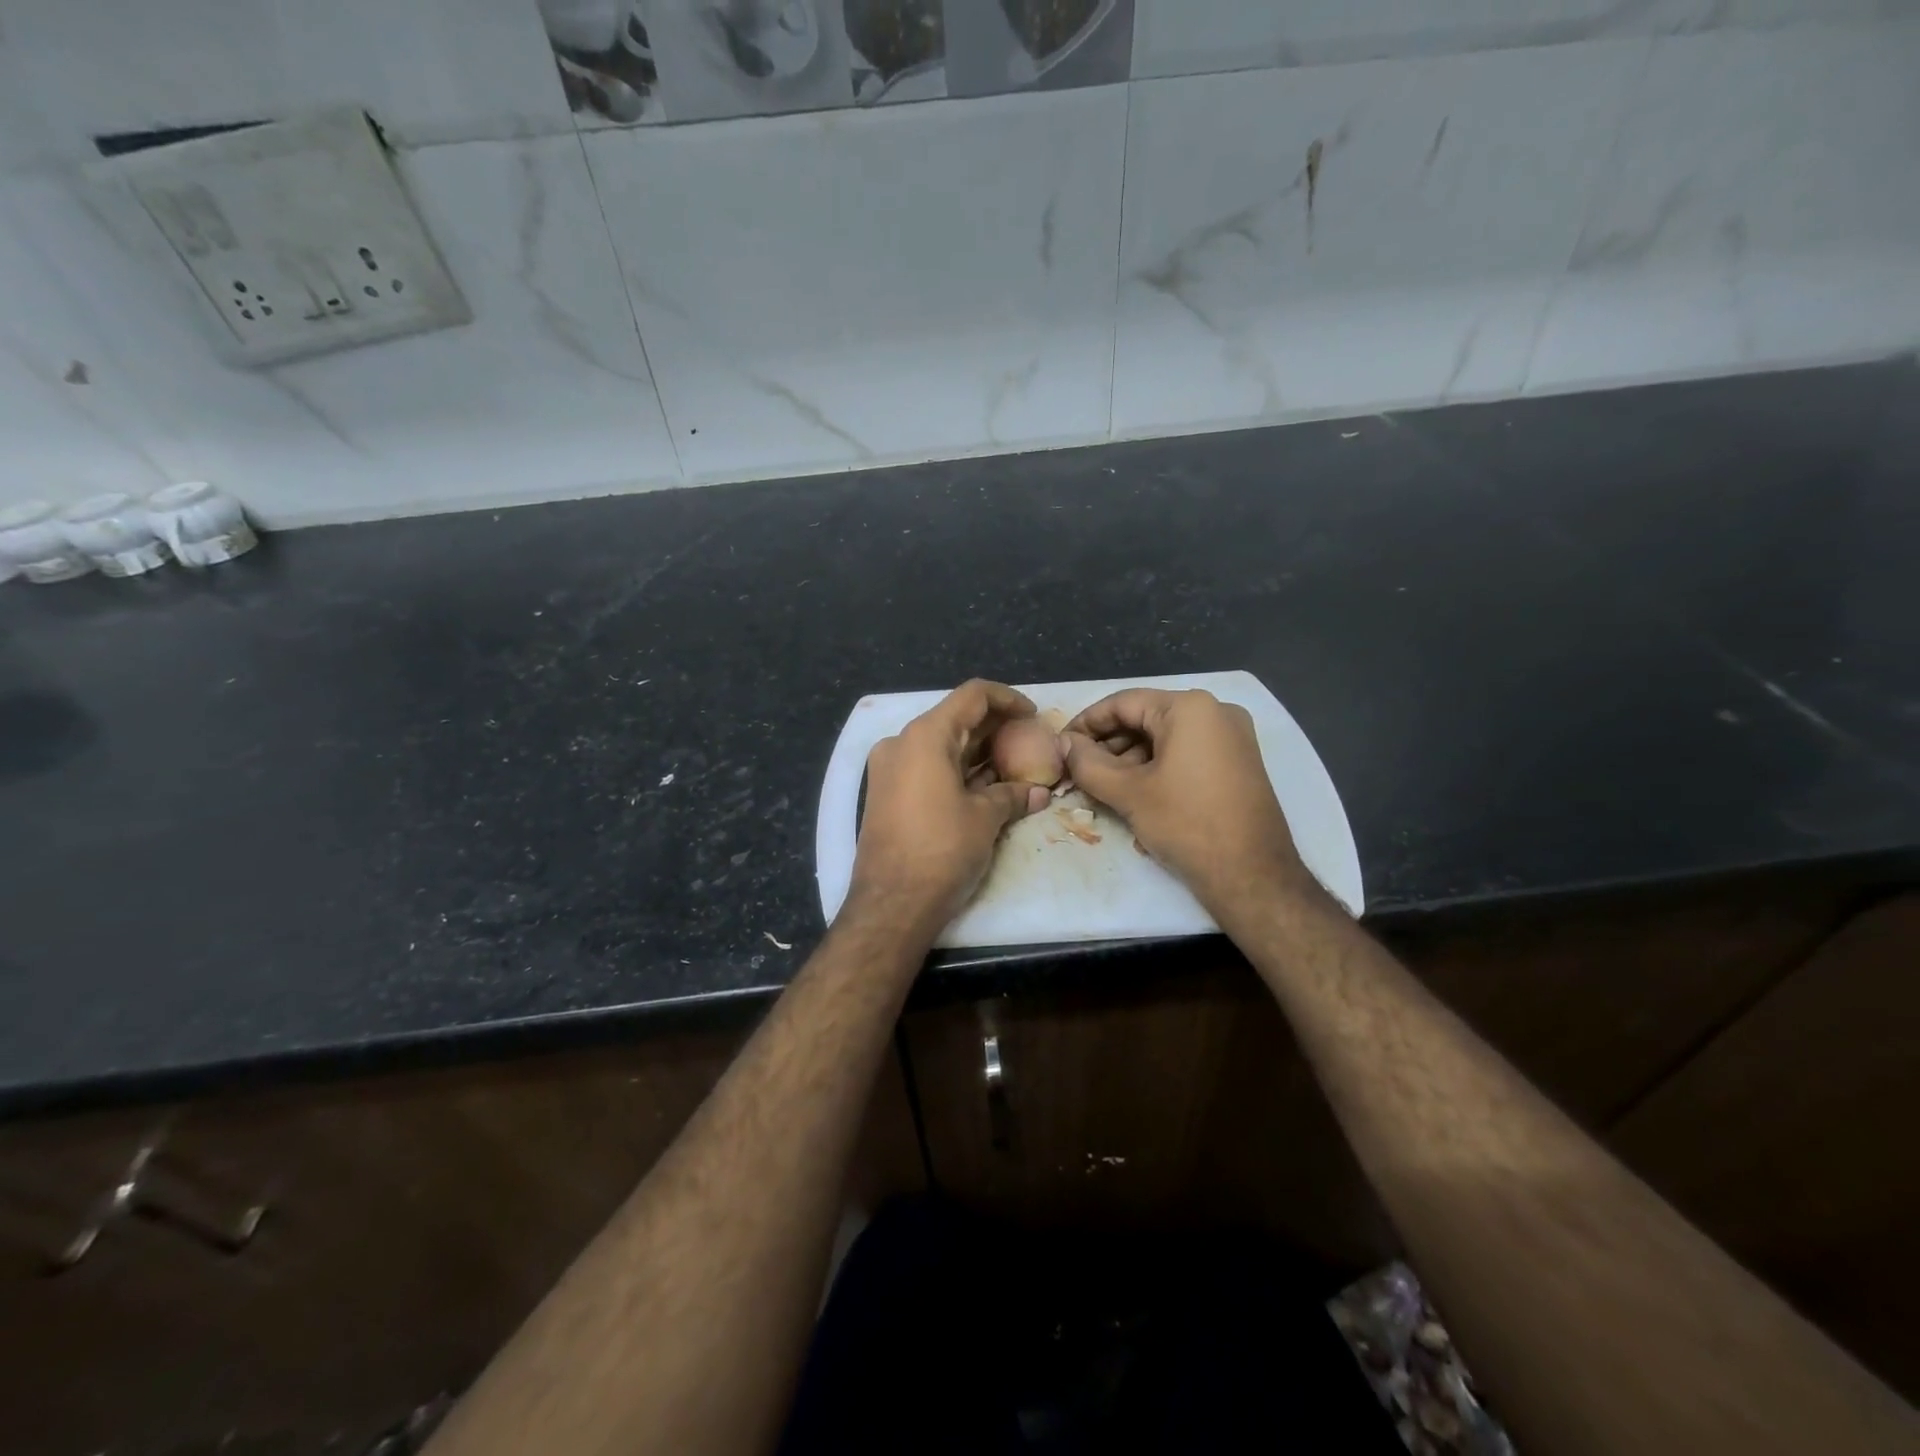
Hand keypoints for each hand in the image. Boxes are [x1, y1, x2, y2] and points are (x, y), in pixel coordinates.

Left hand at [848, 680, 1051, 931]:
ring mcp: (889, 768)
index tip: (1033, 715)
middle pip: (955, 718)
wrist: (892, 903)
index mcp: (925, 736)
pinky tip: (984, 785)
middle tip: (1028, 741)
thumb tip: (1039, 792)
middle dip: (994, 727)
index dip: (1008, 699)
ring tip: (1012, 764)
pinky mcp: (886, 793)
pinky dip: (955, 769)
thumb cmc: (942, 850)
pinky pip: (926, 767)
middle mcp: (901, 742)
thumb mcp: (985, 818)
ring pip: (940, 744)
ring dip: (976, 751)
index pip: (972, 696)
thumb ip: (1012, 795)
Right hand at [1063, 689, 1315, 918]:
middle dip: (1108, 743)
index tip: (1061, 745)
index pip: (1123, 703)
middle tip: (1077, 769)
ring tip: (1101, 785)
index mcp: (1189, 707)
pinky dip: (1157, 766)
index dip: (1086, 723)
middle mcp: (1216, 710)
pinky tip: (1133, 791)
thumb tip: (1063, 744)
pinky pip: (1186, 751)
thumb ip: (1087, 762)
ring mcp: (1232, 736)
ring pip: (1165, 737)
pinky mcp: (1238, 762)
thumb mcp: (1128, 793)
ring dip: (1129, 758)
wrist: (1252, 875)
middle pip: (1146, 717)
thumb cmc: (1186, 824)